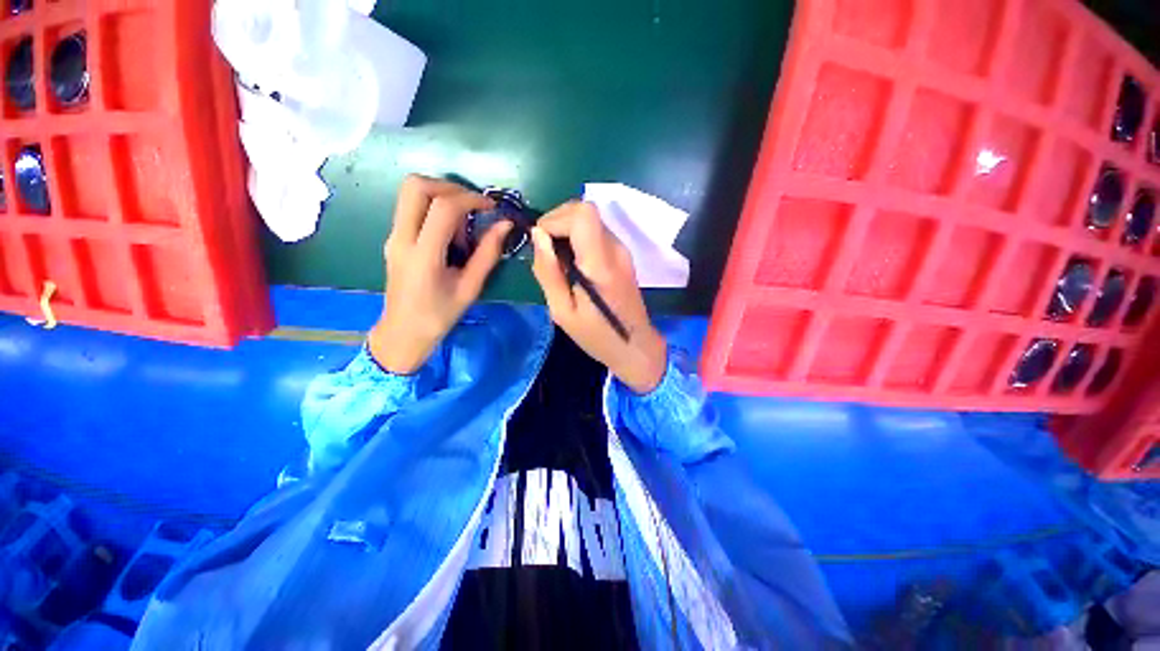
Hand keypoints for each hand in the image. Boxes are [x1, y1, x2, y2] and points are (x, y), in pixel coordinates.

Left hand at [368, 175, 511, 373]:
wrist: (403, 332)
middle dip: (450, 186)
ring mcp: (393, 236)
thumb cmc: (440, 315)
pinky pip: (411, 208)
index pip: (444, 207)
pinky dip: (433, 208)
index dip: (471, 200)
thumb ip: (488, 254)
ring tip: (462, 224)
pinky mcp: (393, 238)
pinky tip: (450, 233)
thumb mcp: (470, 287)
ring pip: (410, 192)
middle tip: (472, 205)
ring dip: (440, 195)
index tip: (491, 208)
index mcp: (423, 255)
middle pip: (416, 186)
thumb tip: (505, 225)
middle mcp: (401, 238)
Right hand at [531, 201, 666, 393]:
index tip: (540, 242)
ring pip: (590, 220)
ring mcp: (622, 250)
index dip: (555, 219)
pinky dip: (578, 238)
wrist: (635, 347)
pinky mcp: (623, 255)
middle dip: (557, 221)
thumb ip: (548, 272)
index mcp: (600, 265)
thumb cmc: (596, 336)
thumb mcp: (562, 311)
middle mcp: (615, 249)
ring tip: (557, 260)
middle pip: (585, 210)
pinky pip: (596, 233)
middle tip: (545, 251)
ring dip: (567, 230)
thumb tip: (537, 236)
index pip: (582, 214)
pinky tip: (572, 263)